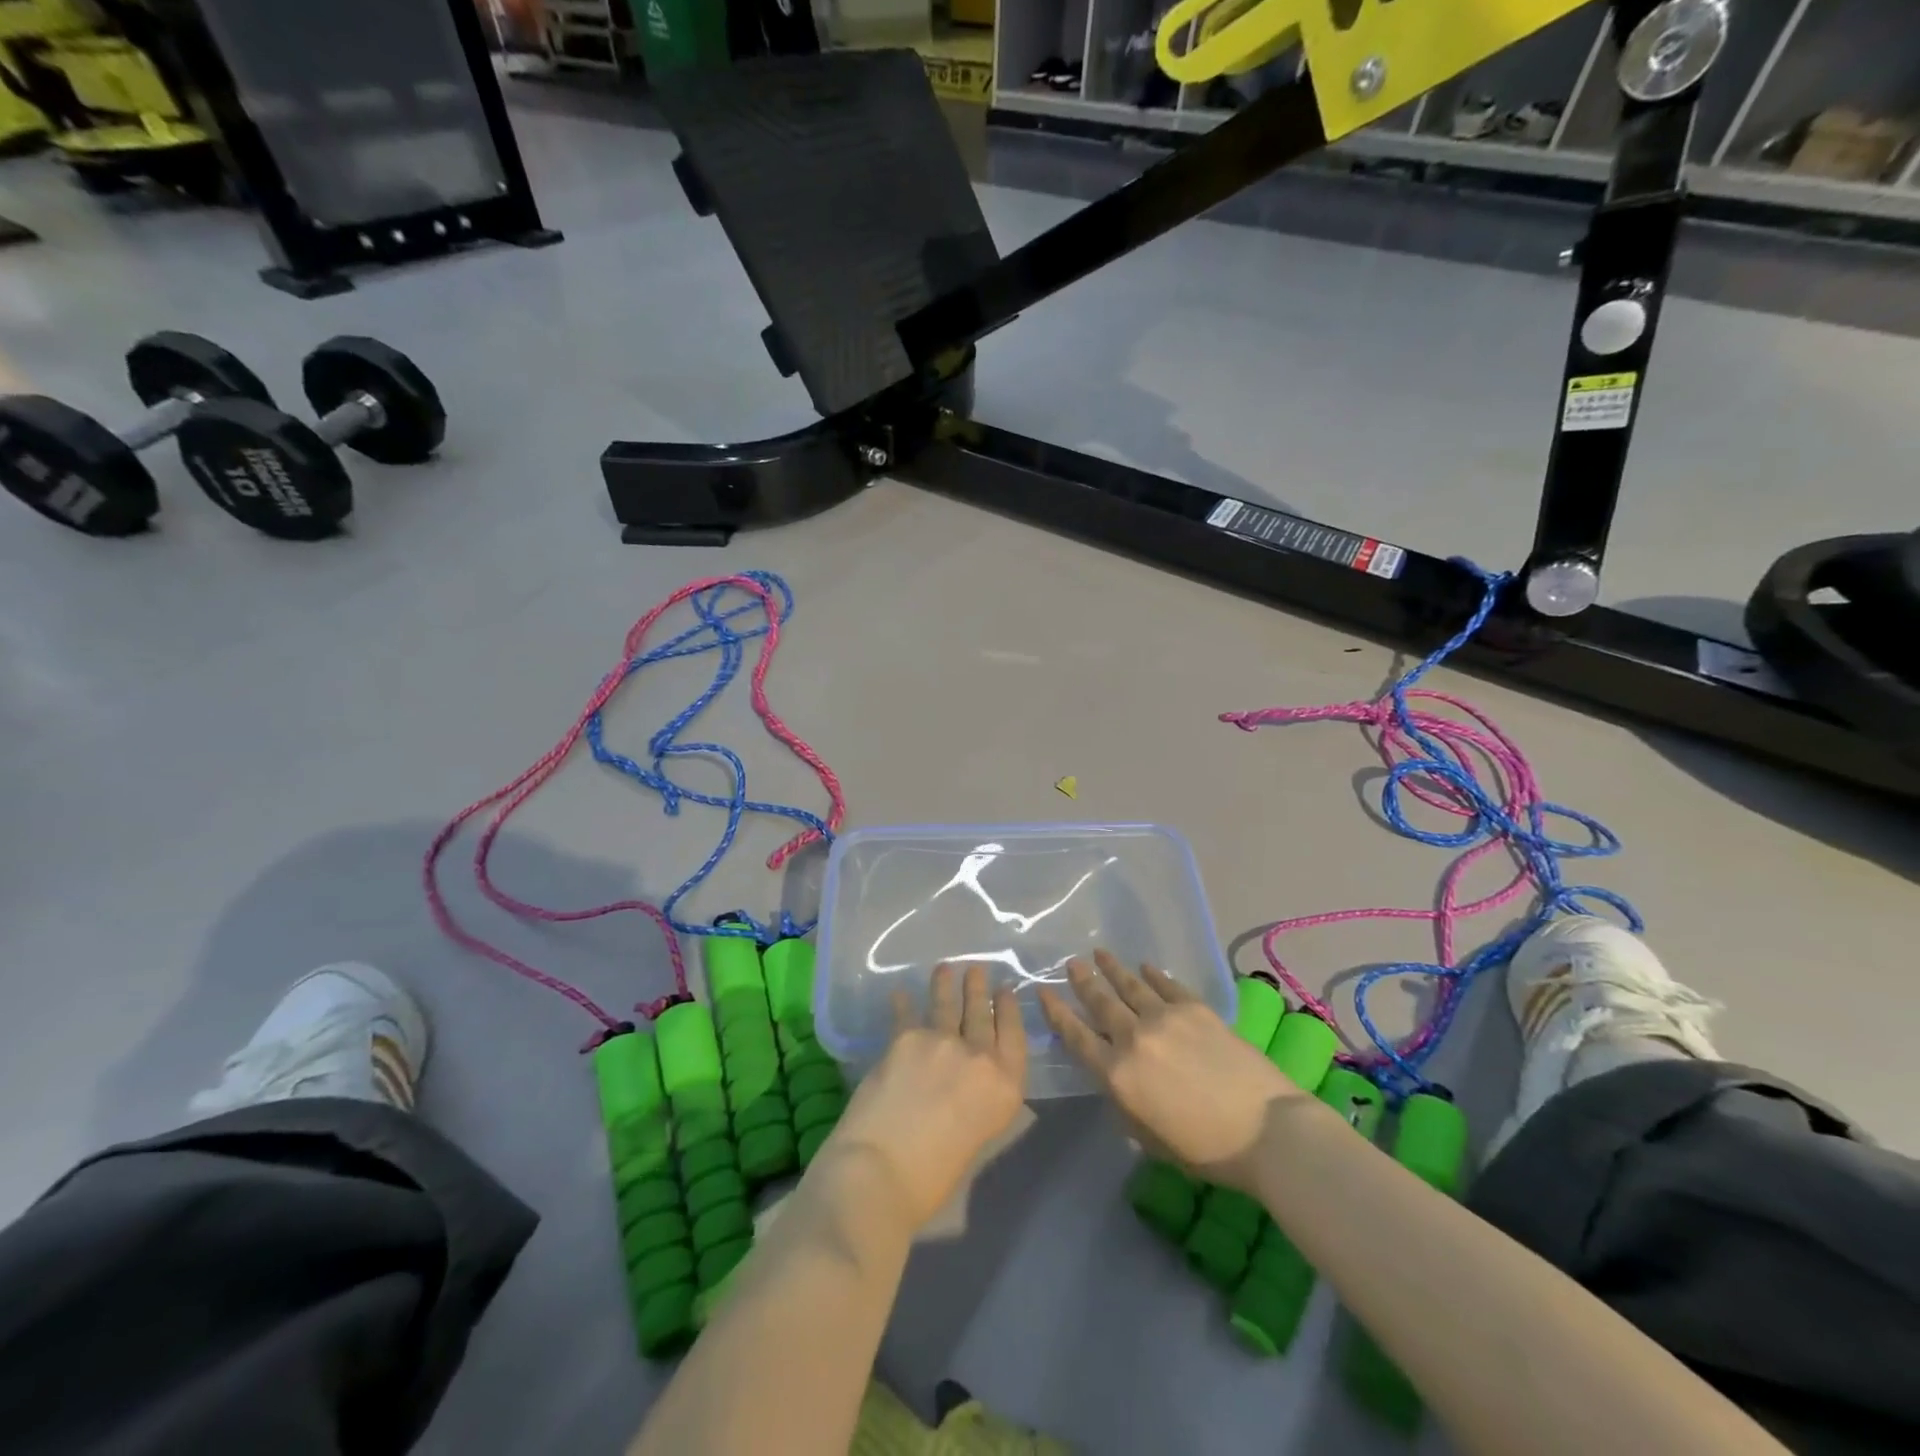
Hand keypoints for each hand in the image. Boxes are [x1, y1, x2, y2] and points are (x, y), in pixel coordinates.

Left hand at [822, 963, 1027, 1230]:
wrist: (881, 1173)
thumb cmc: (932, 1178)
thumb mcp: (976, 1137)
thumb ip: (977, 1099)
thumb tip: (965, 1083)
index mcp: (1005, 1087)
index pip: (1013, 1035)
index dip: (1009, 1009)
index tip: (1006, 990)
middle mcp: (979, 1056)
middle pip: (981, 1013)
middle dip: (979, 989)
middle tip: (977, 970)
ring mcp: (941, 1041)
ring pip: (947, 1004)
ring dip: (946, 984)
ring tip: (945, 969)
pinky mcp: (905, 1037)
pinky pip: (906, 1013)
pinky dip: (903, 1002)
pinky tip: (900, 992)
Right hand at [1039, 950, 1299, 1193]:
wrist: (1266, 1130)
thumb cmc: (1206, 1150)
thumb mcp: (1150, 1139)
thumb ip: (1125, 1104)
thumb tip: (1116, 1079)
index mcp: (1117, 1075)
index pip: (1076, 1037)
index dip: (1057, 1014)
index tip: (1043, 993)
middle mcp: (1134, 1038)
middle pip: (1100, 1003)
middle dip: (1082, 982)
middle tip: (1071, 963)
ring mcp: (1165, 1018)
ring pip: (1129, 986)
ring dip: (1112, 969)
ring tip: (1099, 953)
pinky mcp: (1195, 1009)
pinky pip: (1166, 985)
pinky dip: (1153, 974)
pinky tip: (1145, 966)